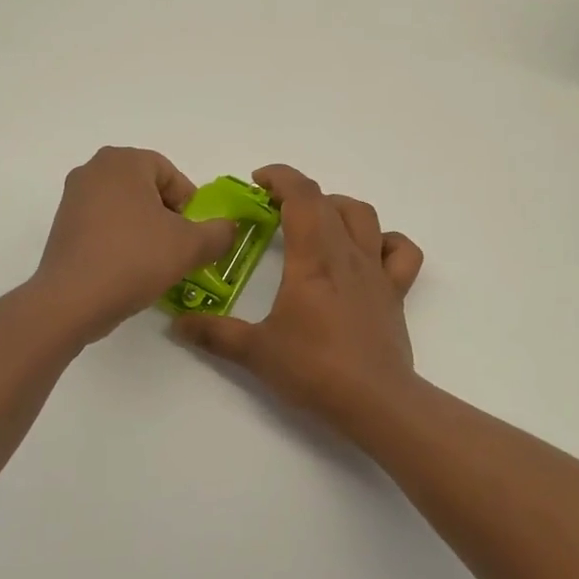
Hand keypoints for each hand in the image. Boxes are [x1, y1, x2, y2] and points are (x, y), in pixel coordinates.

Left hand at [32, 147, 240, 342]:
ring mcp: (73, 197)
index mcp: (124, 161)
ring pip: (126, 209)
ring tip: (154, 263)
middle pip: (148, 190)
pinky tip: (128, 269)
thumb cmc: (134, 259)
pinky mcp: (62, 225)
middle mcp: (94, 169)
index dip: (190, 207)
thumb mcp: (190, 246)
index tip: (193, 236)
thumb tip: (228, 229)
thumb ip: (219, 233)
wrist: (72, 300)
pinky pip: (104, 225)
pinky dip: (121, 241)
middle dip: (168, 218)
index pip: (172, 176)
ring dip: (145, 231)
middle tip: (177, 249)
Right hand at [176, 164, 423, 427]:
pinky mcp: (395, 293)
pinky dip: (385, 241)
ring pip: (365, 217)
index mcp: (314, 259)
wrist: (374, 401)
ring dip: (338, 208)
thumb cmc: (314, 369)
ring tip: (316, 223)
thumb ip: (215, 334)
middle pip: (329, 202)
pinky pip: (401, 252)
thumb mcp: (255, 352)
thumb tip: (178, 324)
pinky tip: (368, 252)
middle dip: (299, 193)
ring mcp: (376, 272)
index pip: (302, 196)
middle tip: (274, 208)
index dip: (281, 177)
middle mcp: (347, 254)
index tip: (258, 181)